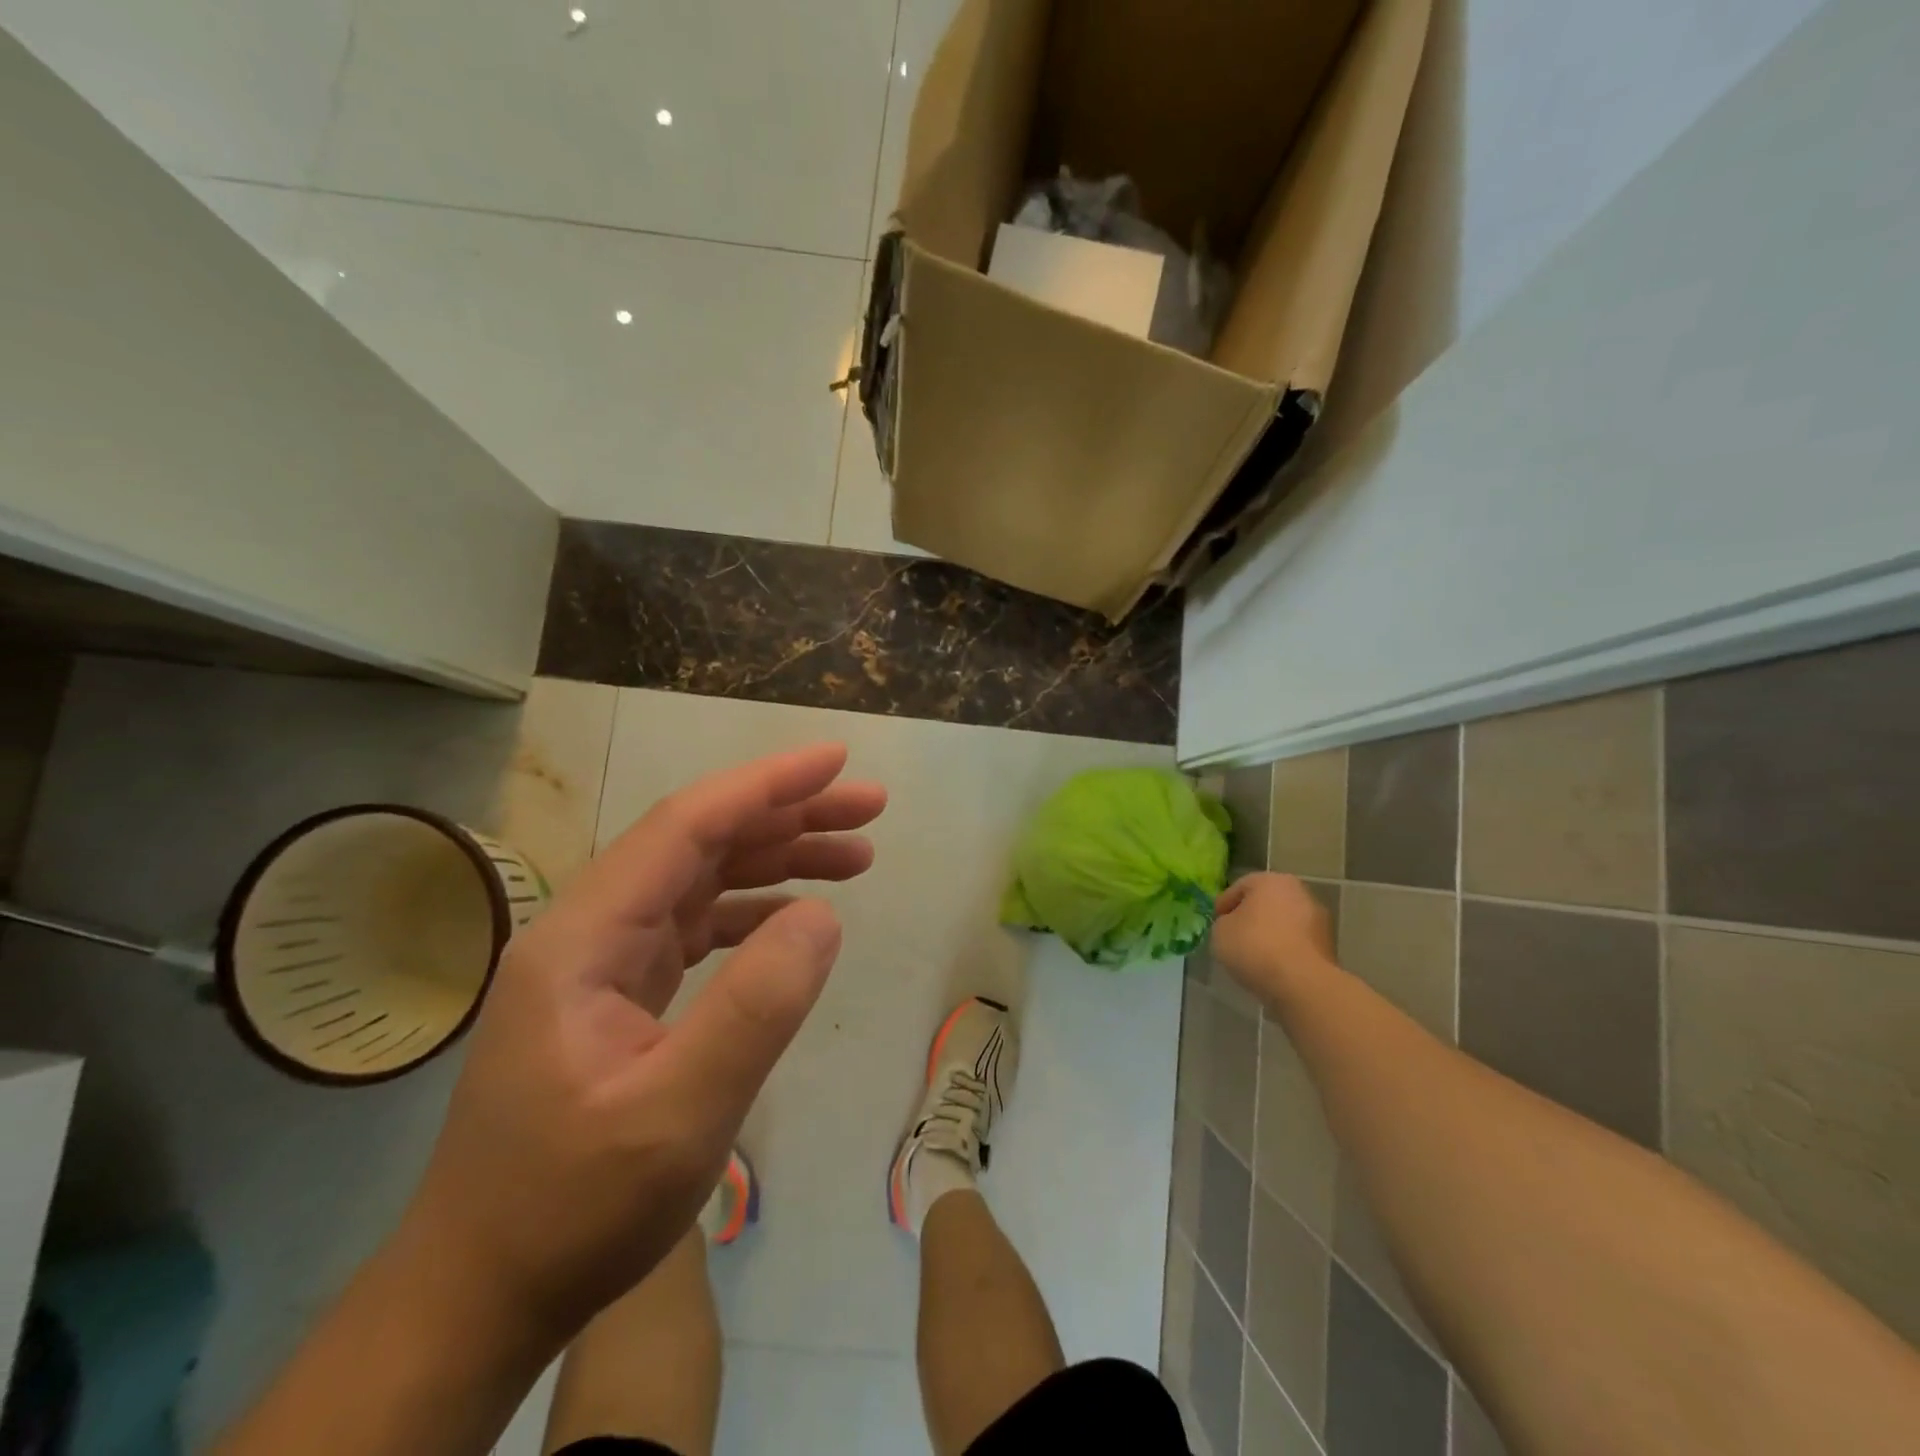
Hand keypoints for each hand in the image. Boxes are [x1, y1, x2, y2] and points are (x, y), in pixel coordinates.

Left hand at [397, 743, 885, 1344]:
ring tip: (856, 855)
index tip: (835, 761)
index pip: (685, 827)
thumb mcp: (678, 1117)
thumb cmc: (571, 1210)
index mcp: (584, 938)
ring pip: (701, 879)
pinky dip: (753, 910)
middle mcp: (588, 930)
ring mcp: (602, 961)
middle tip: (868, 807)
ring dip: (777, 858)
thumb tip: (821, 916)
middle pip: (699, 842)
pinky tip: (797, 917)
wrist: (480, 1296)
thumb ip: (755, 1008)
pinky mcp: (619, 992)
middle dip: (787, 815)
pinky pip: (696, 925)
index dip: (765, 785)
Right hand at [1211, 872, 1335, 1003]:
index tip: (1216, 921)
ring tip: (1253, 955)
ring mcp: (1319, 919)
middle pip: (1266, 902)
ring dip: (1270, 934)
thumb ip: (1224, 922)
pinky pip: (1297, 943)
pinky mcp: (1329, 946)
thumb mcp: (1221, 931)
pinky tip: (1272, 966)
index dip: (1224, 904)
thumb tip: (1233, 925)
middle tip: (1234, 935)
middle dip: (1251, 917)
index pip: (1240, 886)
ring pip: (1285, 923)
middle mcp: (1299, 892)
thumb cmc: (1255, 946)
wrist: (1302, 983)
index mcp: (1271, 880)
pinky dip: (1285, 950)